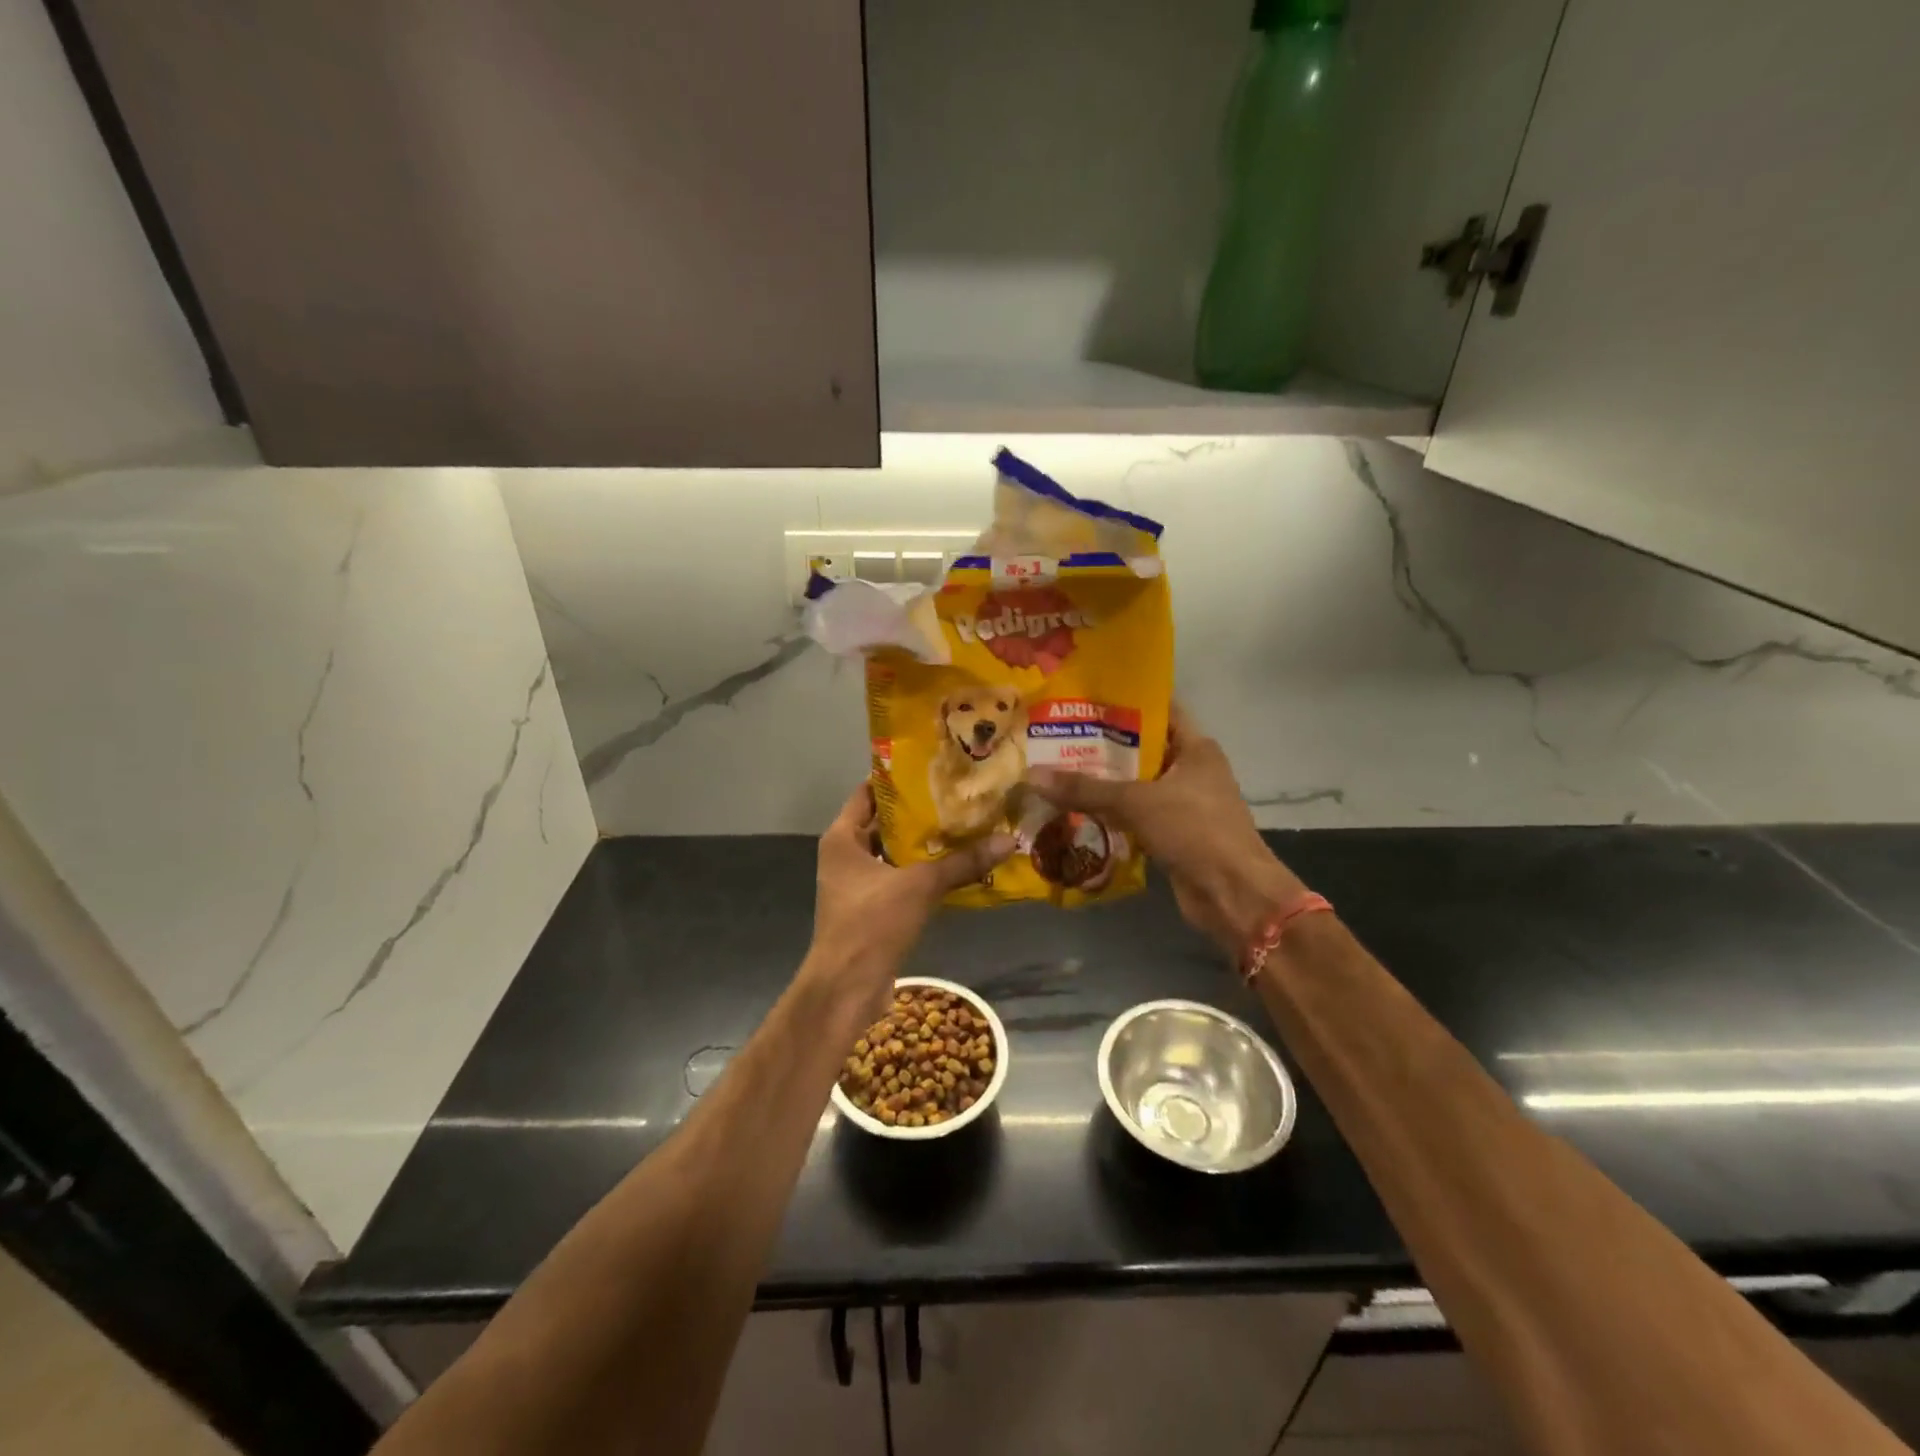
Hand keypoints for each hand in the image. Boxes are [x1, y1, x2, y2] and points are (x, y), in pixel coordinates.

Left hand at [806, 784, 1013, 1020]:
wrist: (847, 988)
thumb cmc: (872, 923)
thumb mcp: (920, 886)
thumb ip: (962, 862)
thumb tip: (1009, 841)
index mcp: (842, 838)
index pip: (868, 793)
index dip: (898, 778)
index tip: (933, 766)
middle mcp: (845, 856)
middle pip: (884, 822)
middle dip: (919, 811)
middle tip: (958, 794)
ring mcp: (857, 884)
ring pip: (894, 853)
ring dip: (924, 844)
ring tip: (964, 824)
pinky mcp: (872, 909)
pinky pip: (900, 879)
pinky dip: (923, 872)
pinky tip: (956, 866)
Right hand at [1028, 708, 1306, 955]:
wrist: (1232, 894)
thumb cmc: (1195, 830)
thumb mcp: (1137, 801)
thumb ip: (1086, 788)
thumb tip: (1033, 775)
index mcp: (1196, 748)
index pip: (1159, 711)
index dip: (1125, 703)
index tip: (1084, 700)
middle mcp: (1191, 771)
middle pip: (1142, 750)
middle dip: (1102, 747)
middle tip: (1057, 737)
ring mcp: (1183, 805)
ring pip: (1136, 786)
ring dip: (1103, 784)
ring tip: (1057, 771)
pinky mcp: (1173, 835)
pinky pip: (1135, 816)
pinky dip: (1110, 814)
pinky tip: (1075, 810)